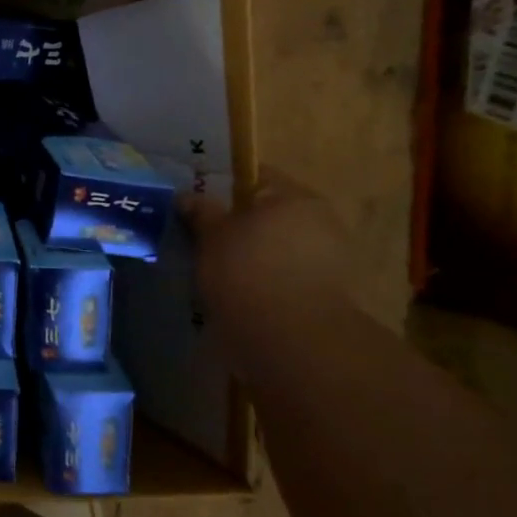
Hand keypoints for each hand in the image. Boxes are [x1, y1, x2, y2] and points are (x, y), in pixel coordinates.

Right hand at [180, 168, 347, 320]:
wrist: (290, 339)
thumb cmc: (247, 271)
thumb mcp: (211, 235)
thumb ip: (200, 211)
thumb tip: (187, 195)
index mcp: (295, 196)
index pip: (255, 177)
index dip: (222, 186)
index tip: (197, 203)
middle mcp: (320, 220)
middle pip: (270, 212)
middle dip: (240, 223)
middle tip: (204, 237)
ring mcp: (330, 258)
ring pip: (279, 245)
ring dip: (254, 253)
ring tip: (219, 269)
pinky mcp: (328, 293)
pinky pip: (288, 273)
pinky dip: (266, 278)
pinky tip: (241, 291)